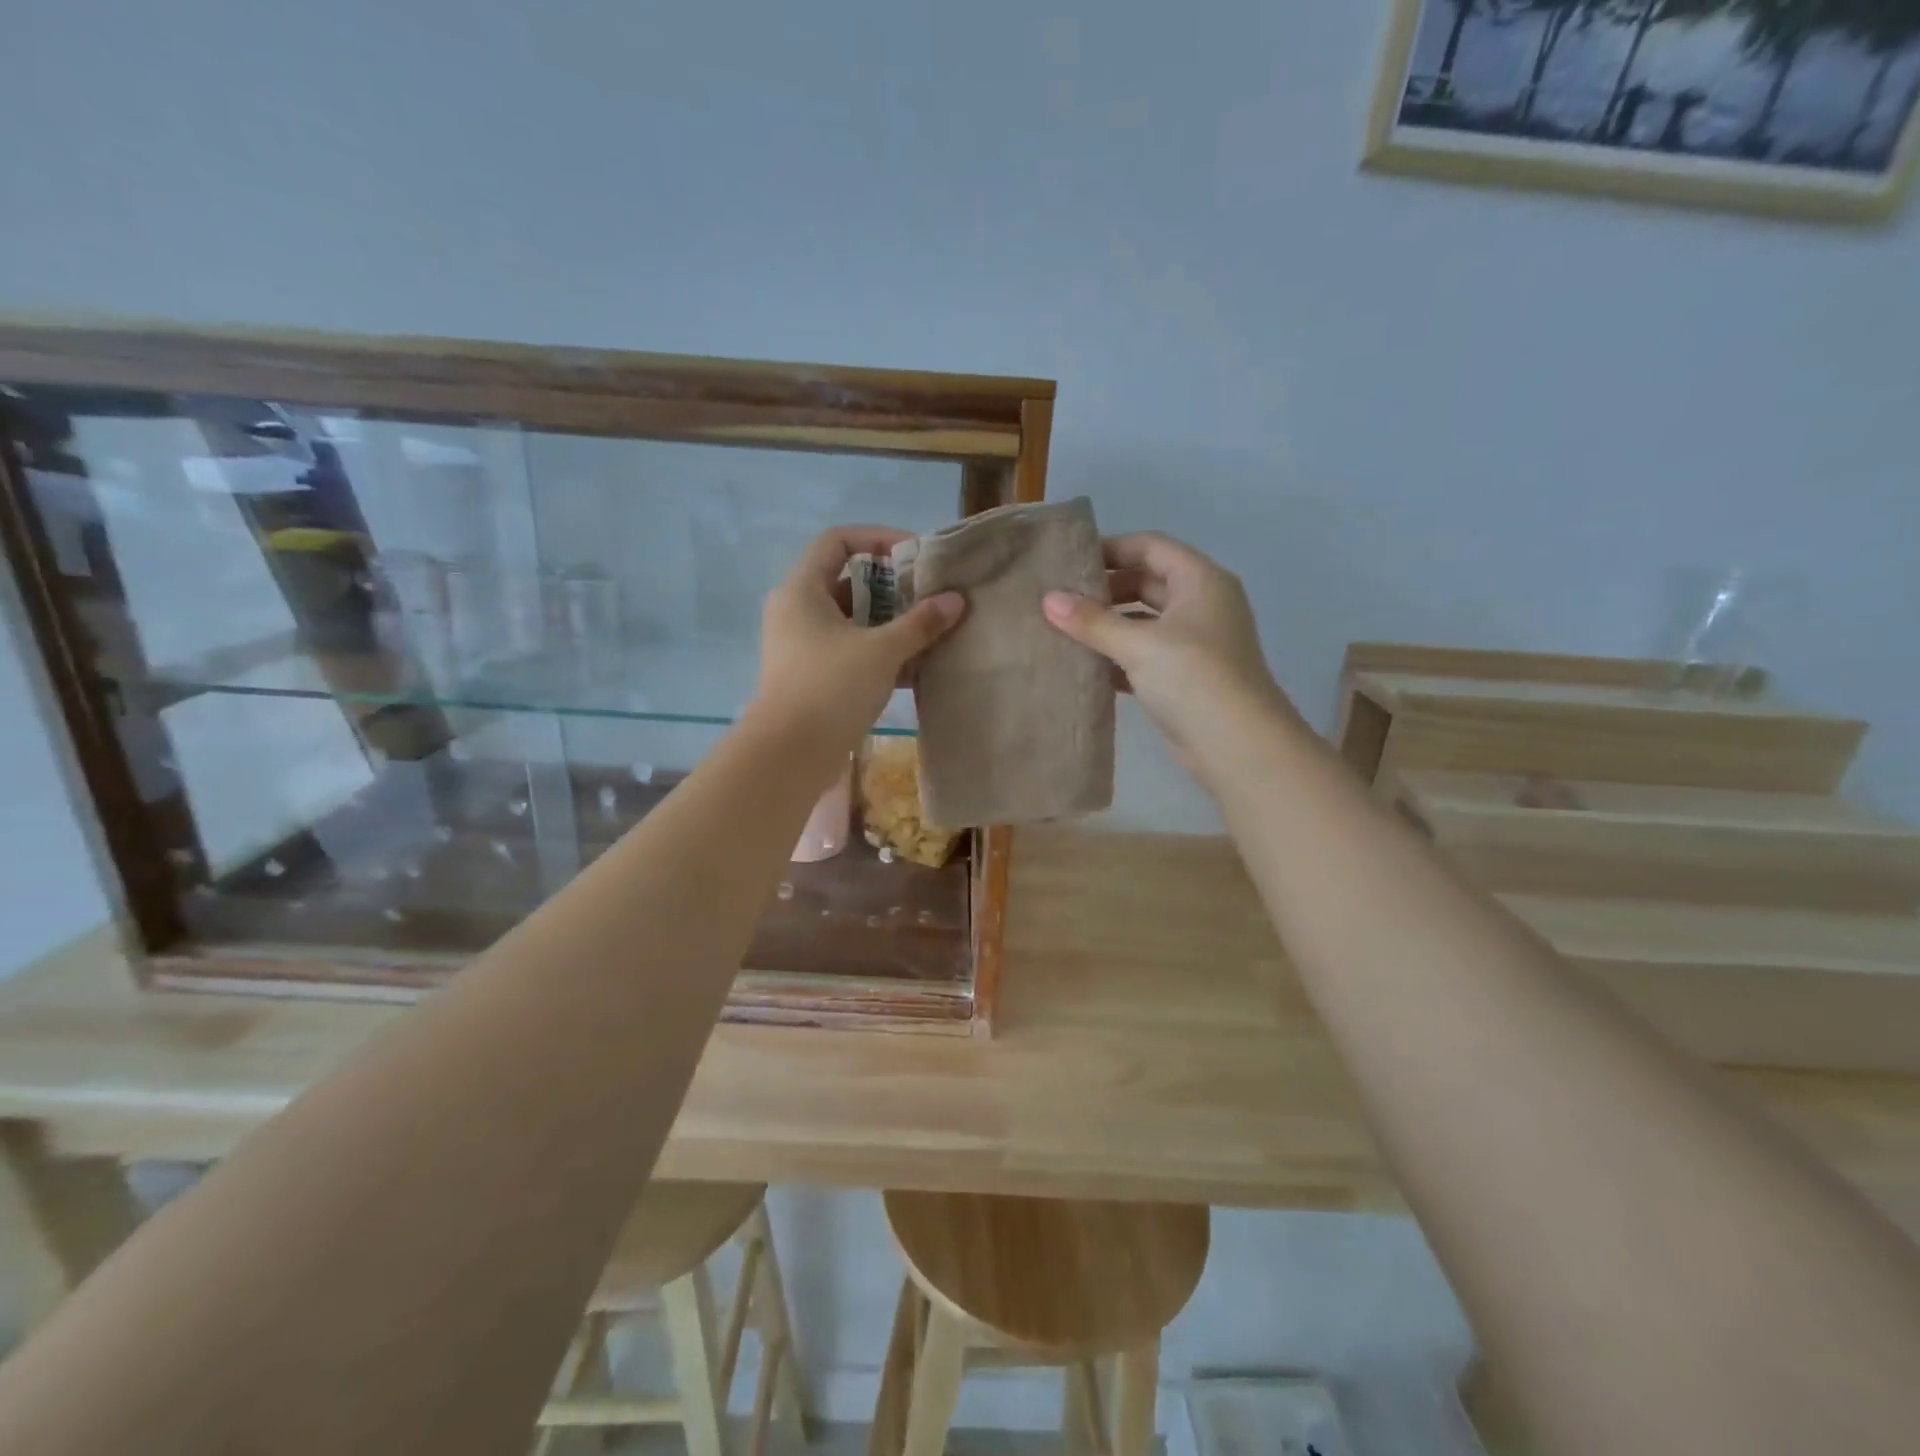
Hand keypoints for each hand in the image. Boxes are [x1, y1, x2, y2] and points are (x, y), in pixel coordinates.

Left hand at [756, 526, 964, 751]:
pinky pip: (850, 651)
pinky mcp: (812, 676)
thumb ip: (920, 623)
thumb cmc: (831, 688)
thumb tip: (956, 600)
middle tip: (929, 596)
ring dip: (889, 623)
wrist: (790, 754)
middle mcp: (796, 611)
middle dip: (891, 587)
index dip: (877, 538)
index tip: (914, 555)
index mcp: (801, 590)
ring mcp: (802, 646)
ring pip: (851, 621)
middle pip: (847, 582)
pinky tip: (917, 666)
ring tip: (929, 630)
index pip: (837, 542)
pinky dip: (879, 653)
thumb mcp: (881, 651)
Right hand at [1041, 532, 1294, 761]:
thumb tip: (1048, 600)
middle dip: (1105, 589)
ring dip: (1108, 625)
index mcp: (1200, 581)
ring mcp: (1194, 643)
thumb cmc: (1193, 677)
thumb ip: (1092, 621)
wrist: (1237, 744)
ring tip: (1063, 629)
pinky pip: (1144, 655)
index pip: (1151, 547)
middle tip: (1059, 598)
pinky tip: (1084, 665)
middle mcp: (1201, 605)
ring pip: (1143, 622)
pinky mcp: (1184, 677)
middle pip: (1146, 582)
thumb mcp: (1139, 644)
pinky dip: (1117, 657)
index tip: (1069, 561)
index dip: (1111, 548)